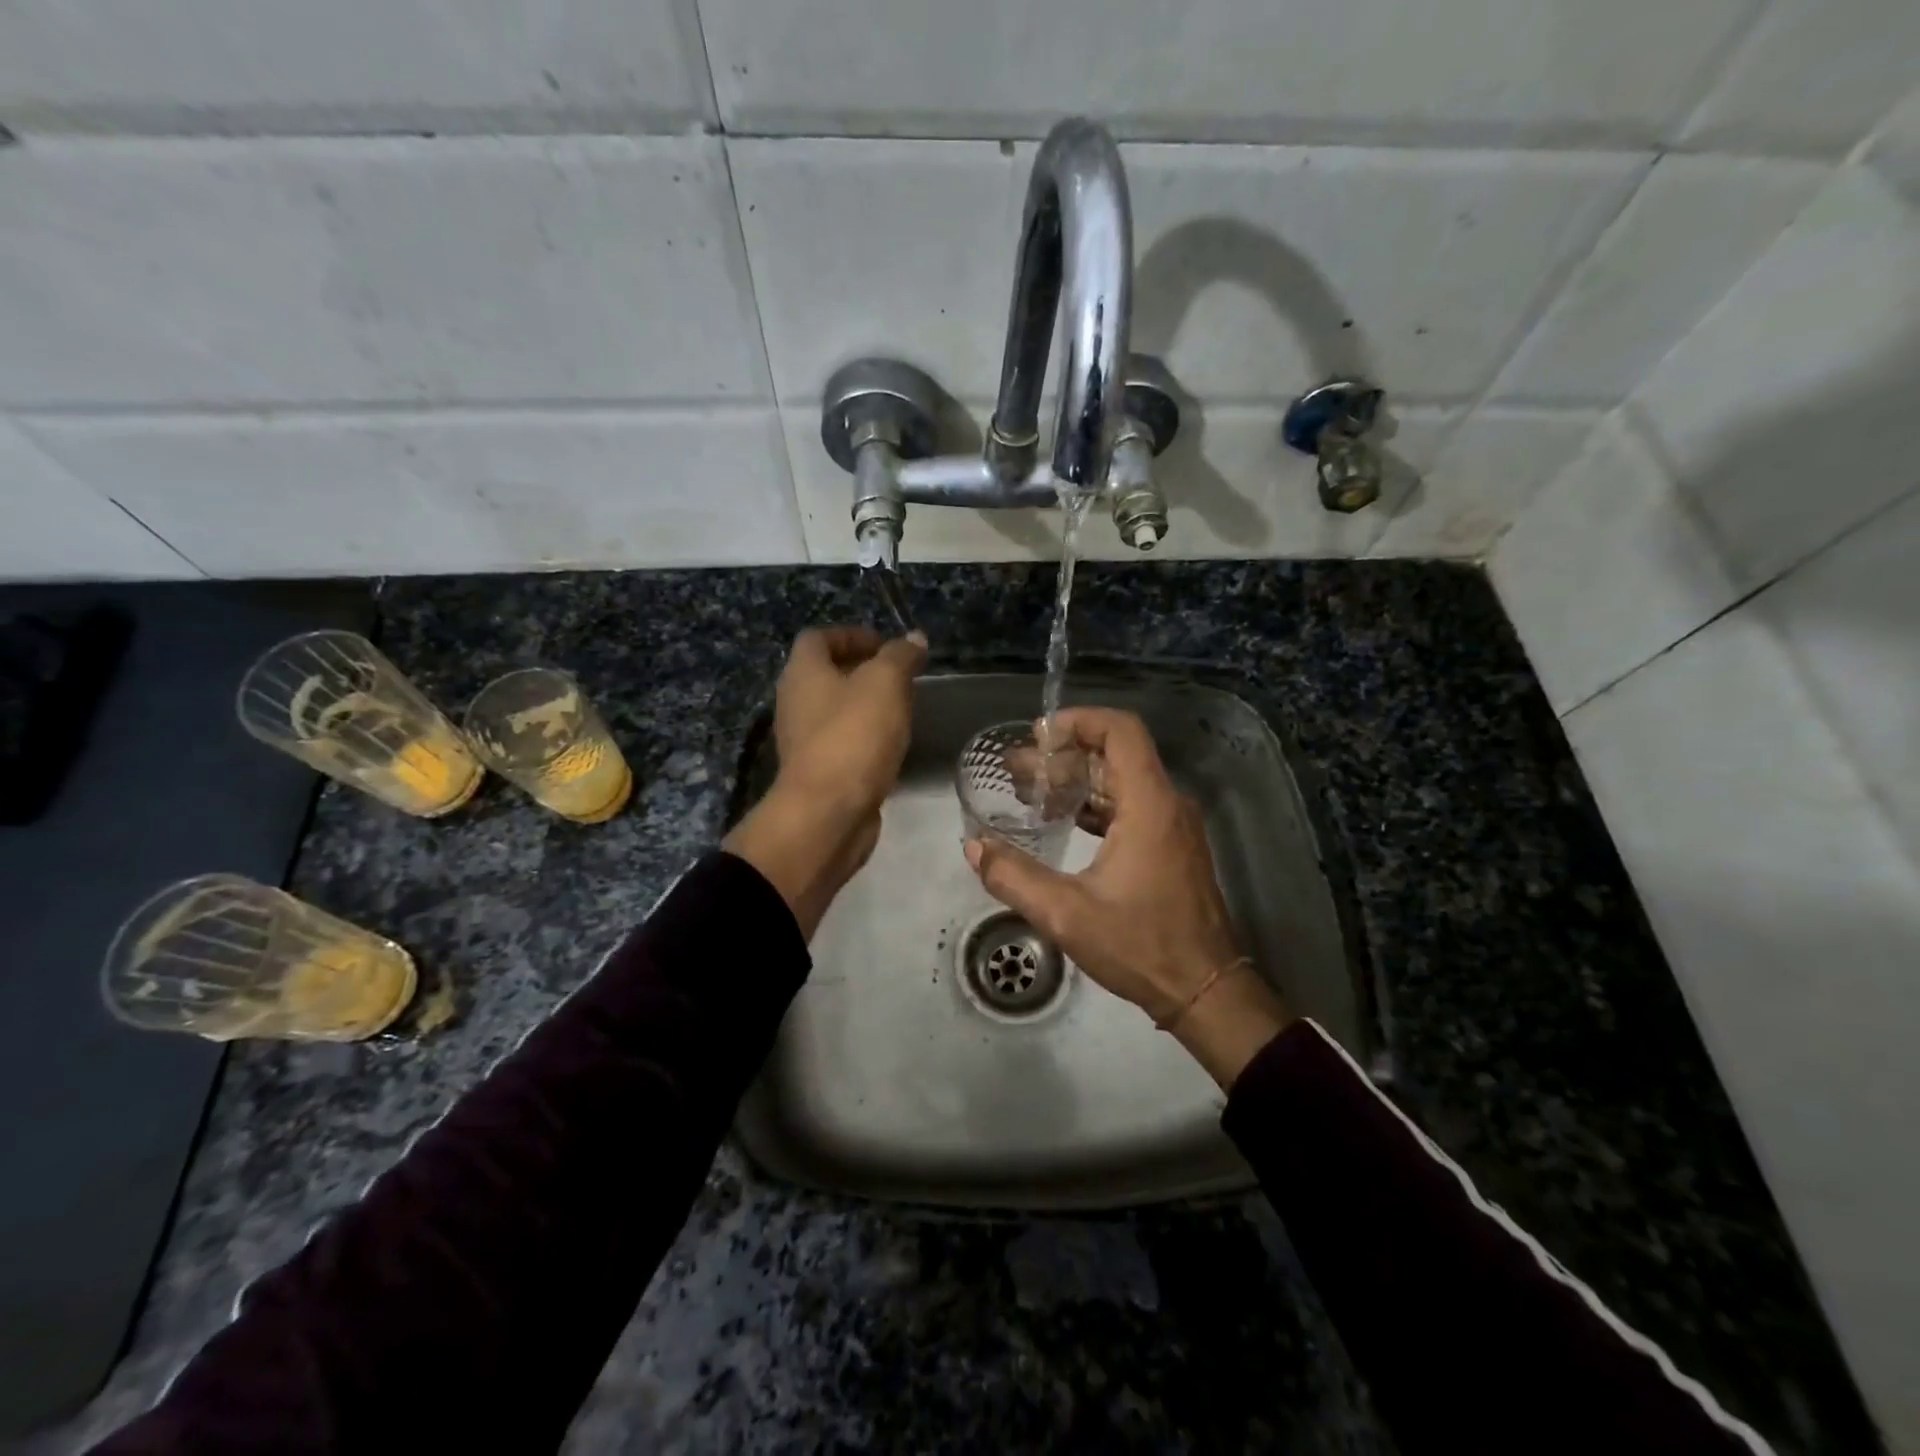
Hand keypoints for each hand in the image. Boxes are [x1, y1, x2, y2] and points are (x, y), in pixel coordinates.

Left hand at [725, 627, 926, 937]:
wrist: (828, 813)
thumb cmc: (853, 736)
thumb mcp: (885, 684)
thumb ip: (900, 657)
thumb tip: (914, 638)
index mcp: (803, 672)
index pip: (818, 638)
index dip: (851, 635)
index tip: (886, 645)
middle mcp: (795, 702)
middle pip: (825, 674)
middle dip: (862, 670)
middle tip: (899, 676)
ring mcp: (804, 740)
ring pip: (835, 710)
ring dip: (865, 705)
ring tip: (901, 708)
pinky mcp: (818, 772)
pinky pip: (842, 742)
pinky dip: (864, 736)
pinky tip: (892, 745)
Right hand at [964, 707, 1289, 1087]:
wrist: (1206, 990)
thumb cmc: (1141, 946)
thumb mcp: (1067, 914)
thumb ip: (1014, 877)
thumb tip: (973, 846)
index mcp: (1149, 804)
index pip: (1120, 731)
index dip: (1078, 721)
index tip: (1037, 737)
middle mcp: (1167, 804)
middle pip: (1115, 754)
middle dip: (1063, 756)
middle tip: (1015, 770)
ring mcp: (1173, 826)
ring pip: (1122, 781)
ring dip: (1077, 781)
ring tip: (1029, 793)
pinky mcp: (1172, 847)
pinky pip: (1131, 806)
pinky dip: (1095, 805)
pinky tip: (1061, 822)